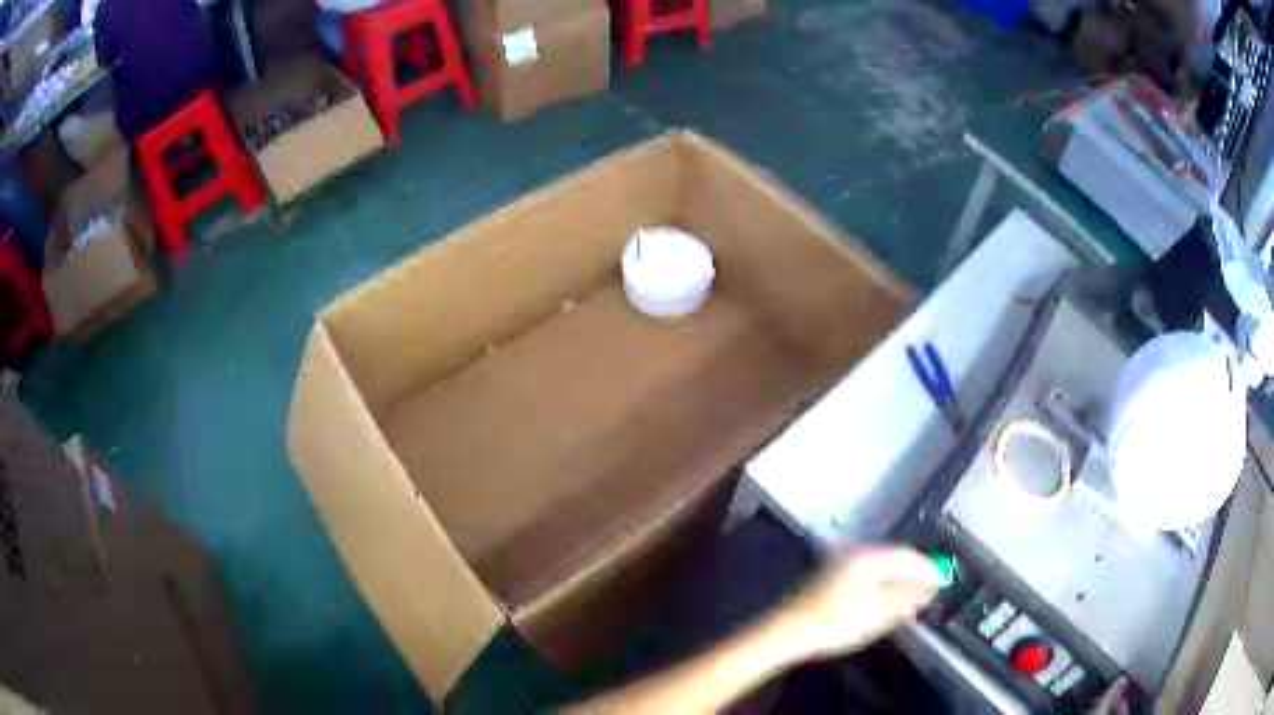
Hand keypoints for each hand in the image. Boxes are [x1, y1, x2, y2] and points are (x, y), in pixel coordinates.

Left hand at [777, 547, 944, 659]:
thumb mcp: (880, 612)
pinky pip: (864, 579)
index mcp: (870, 557)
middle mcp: (855, 554)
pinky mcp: (828, 580)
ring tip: (907, 604)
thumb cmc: (837, 622)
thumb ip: (908, 595)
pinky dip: (879, 589)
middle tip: (927, 595)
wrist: (787, 632)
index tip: (943, 583)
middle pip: (894, 560)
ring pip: (878, 570)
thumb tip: (930, 583)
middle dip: (913, 576)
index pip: (909, 555)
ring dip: (896, 584)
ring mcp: (839, 565)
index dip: (929, 569)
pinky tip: (880, 607)